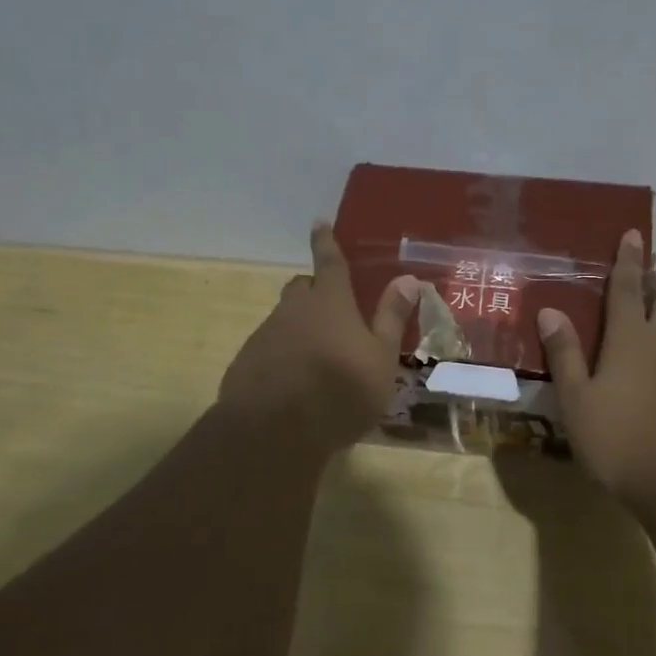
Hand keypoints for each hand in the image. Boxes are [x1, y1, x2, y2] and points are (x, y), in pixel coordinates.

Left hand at [218, 222, 421, 455]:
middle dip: (316, 290)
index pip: (329, 262)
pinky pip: (269, 347)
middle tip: (333, 310)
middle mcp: (294, 309)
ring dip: (301, 327)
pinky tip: (295, 382)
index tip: (319, 223)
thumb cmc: (340, 391)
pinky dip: (283, 354)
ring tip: (319, 357)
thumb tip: (408, 279)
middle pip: (303, 288)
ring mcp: (266, 334)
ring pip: (285, 319)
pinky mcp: (247, 361)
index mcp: (330, 302)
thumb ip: (391, 318)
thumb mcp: (380, 358)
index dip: (325, 242)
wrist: (275, 432)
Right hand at [537, 231, 655, 515]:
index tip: (633, 234)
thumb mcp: (578, 401)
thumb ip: (565, 355)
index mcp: (632, 341)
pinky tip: (655, 387)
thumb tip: (551, 310)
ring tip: (642, 333)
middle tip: (645, 274)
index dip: (627, 261)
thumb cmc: (622, 441)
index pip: (627, 289)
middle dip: (654, 283)